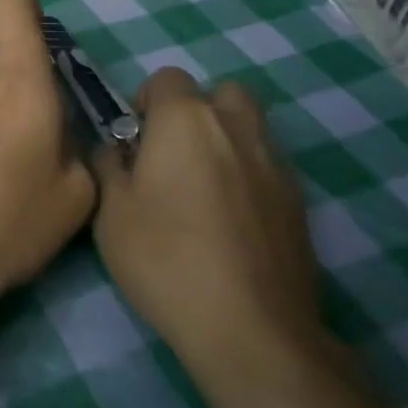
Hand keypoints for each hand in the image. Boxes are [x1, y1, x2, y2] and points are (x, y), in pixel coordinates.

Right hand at [91, 68, 328, 397]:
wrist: (251, 329)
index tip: (134, 142)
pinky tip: (231, 221)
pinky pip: (268, 166)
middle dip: (196, 112)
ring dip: (225, 141)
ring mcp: (275, 164)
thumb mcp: (110, 212)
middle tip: (172, 155)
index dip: (146, 102)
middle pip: (220, 93)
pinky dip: (248, 176)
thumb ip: (108, 166)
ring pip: (250, 127)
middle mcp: (236, 128)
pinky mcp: (299, 202)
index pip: (167, 79)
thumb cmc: (166, 259)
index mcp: (186, 120)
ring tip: (203, 187)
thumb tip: (115, 150)